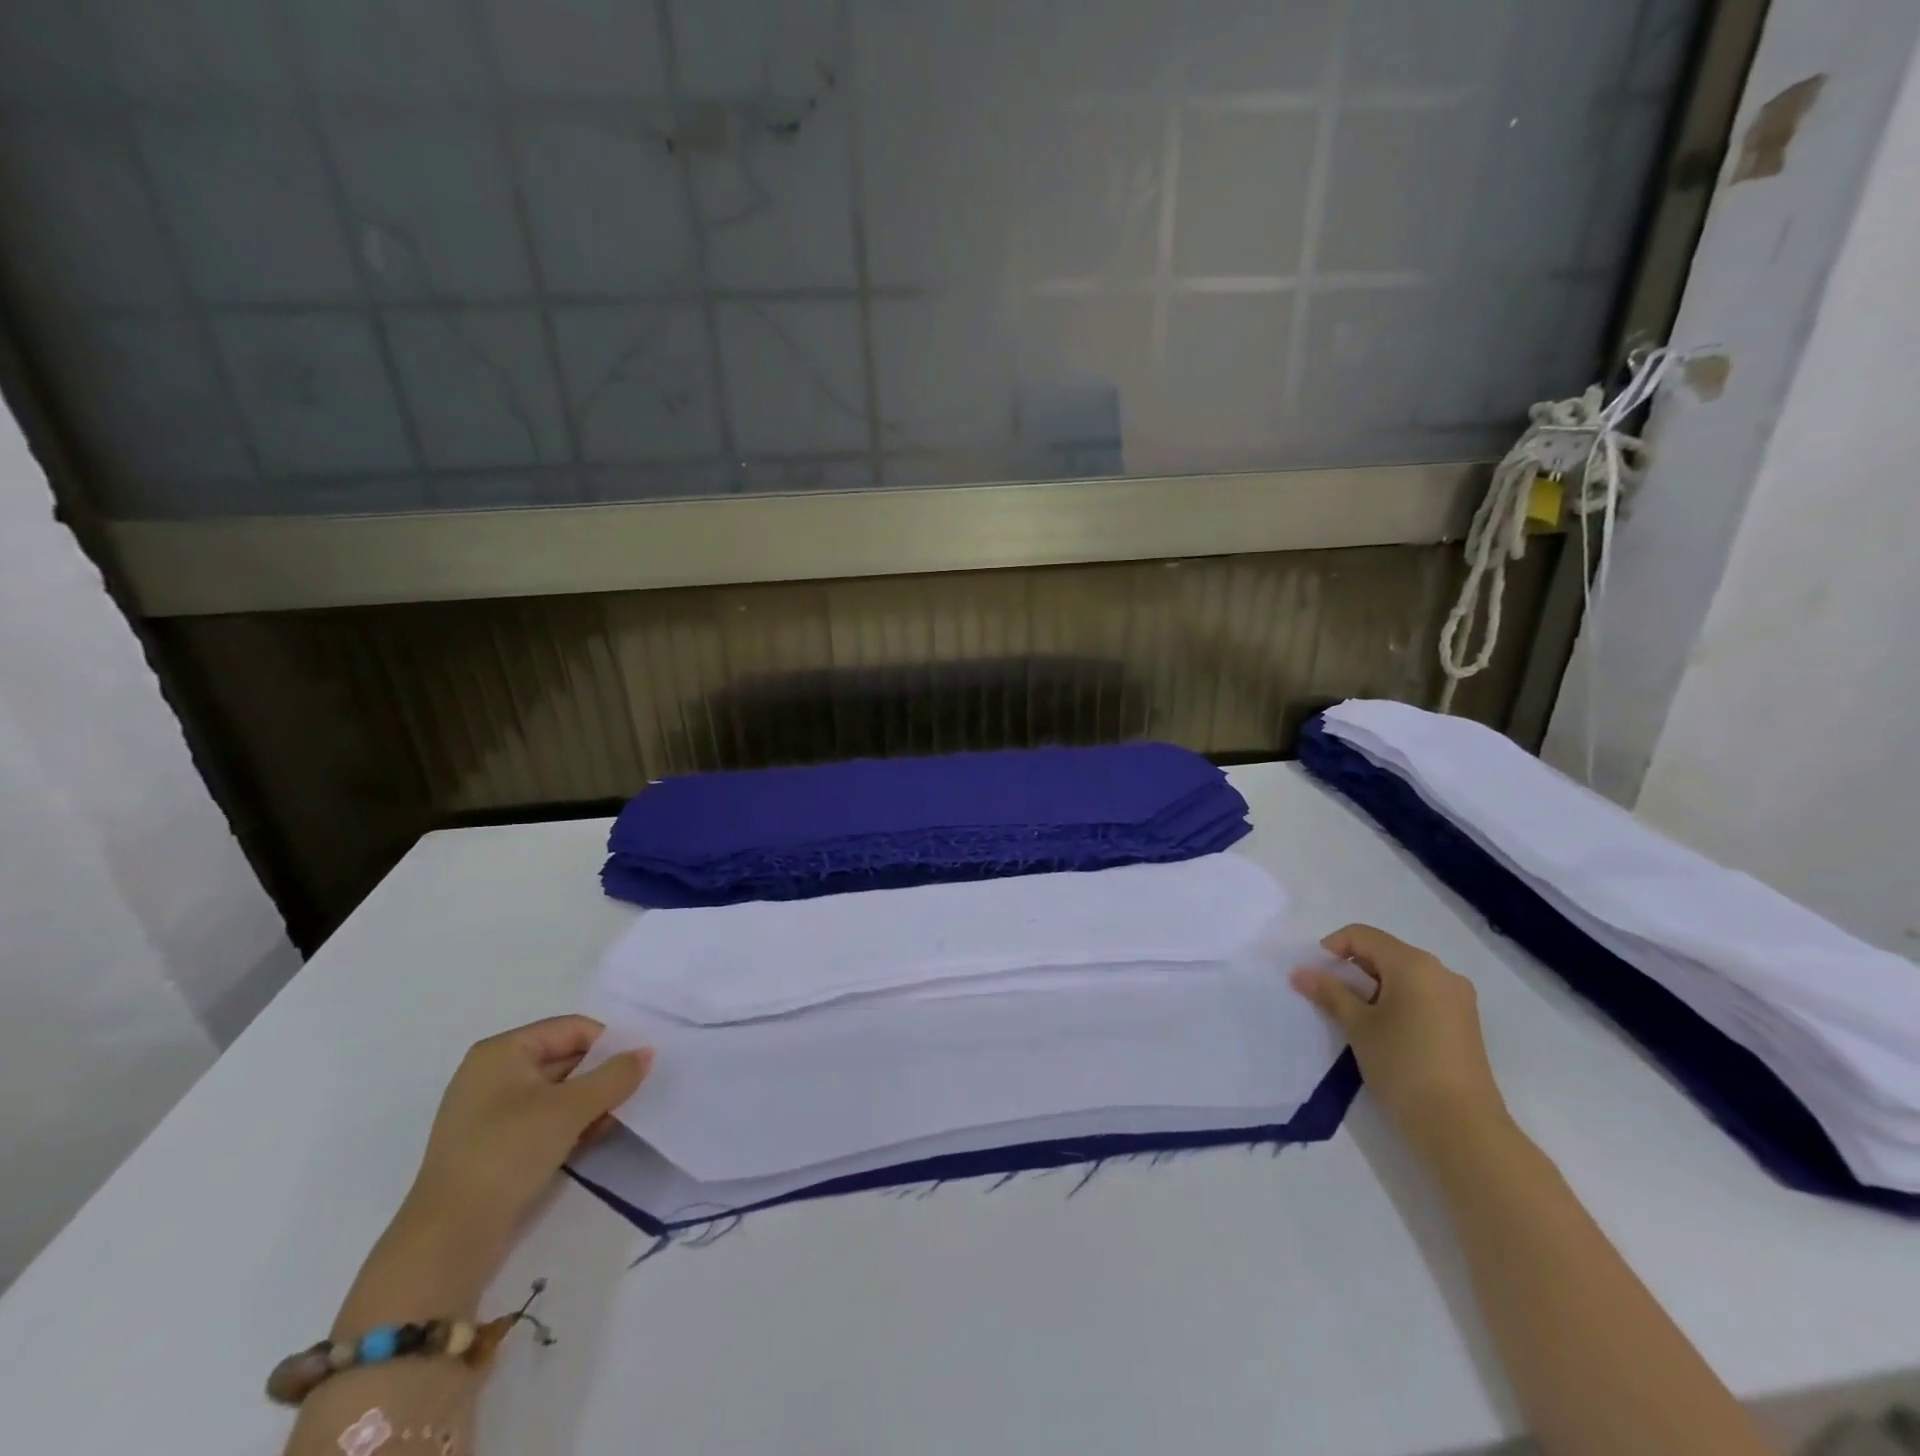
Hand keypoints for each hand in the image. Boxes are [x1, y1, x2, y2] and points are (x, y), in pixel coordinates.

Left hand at [408, 1016, 652, 1248]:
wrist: (448, 1240)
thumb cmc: (508, 1153)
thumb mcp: (571, 1109)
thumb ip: (615, 1075)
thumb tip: (647, 1052)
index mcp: (502, 1051)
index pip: (571, 1029)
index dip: (608, 1043)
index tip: (639, 1065)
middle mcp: (493, 1074)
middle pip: (565, 1058)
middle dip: (601, 1074)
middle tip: (637, 1090)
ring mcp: (490, 1113)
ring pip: (557, 1092)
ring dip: (590, 1102)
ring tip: (618, 1117)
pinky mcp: (494, 1146)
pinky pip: (543, 1120)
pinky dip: (571, 1124)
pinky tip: (594, 1138)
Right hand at [1291, 924, 1506, 1155]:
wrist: (1461, 1128)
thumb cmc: (1403, 1065)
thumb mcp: (1357, 1025)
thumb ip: (1329, 992)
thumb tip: (1301, 972)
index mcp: (1414, 964)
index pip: (1362, 936)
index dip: (1332, 949)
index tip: (1314, 976)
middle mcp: (1440, 972)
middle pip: (1384, 953)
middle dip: (1352, 970)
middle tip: (1329, 998)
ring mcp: (1457, 999)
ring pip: (1403, 976)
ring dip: (1373, 988)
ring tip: (1355, 1019)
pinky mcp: (1464, 1024)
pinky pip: (1421, 996)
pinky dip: (1396, 1003)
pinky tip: (1384, 1032)